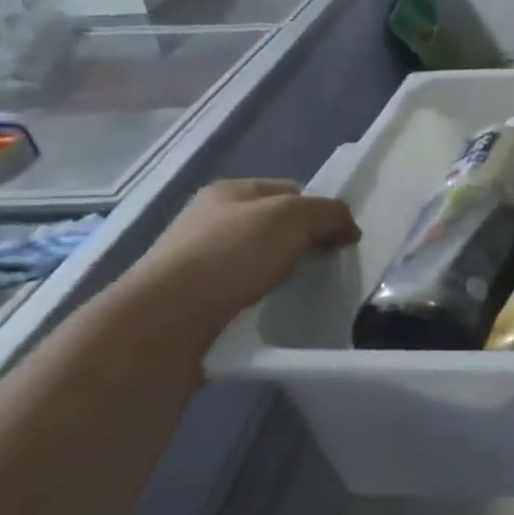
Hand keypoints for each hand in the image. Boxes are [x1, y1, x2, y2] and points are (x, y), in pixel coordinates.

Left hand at [127, 179, 358, 320]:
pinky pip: (244, 297)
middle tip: (327, 267)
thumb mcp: (292, 217)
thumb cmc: (229, 255)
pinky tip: (275, 315)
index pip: (290, 190)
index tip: (339, 236)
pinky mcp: (195, 304)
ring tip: (305, 294)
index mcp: (229, 192)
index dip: (319, 209)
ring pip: (261, 264)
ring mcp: (199, 264)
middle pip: (275, 228)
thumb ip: (329, 213)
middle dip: (303, 245)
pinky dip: (263, 304)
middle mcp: (210, 222)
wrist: (164, 324)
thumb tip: (349, 229)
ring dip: (283, 277)